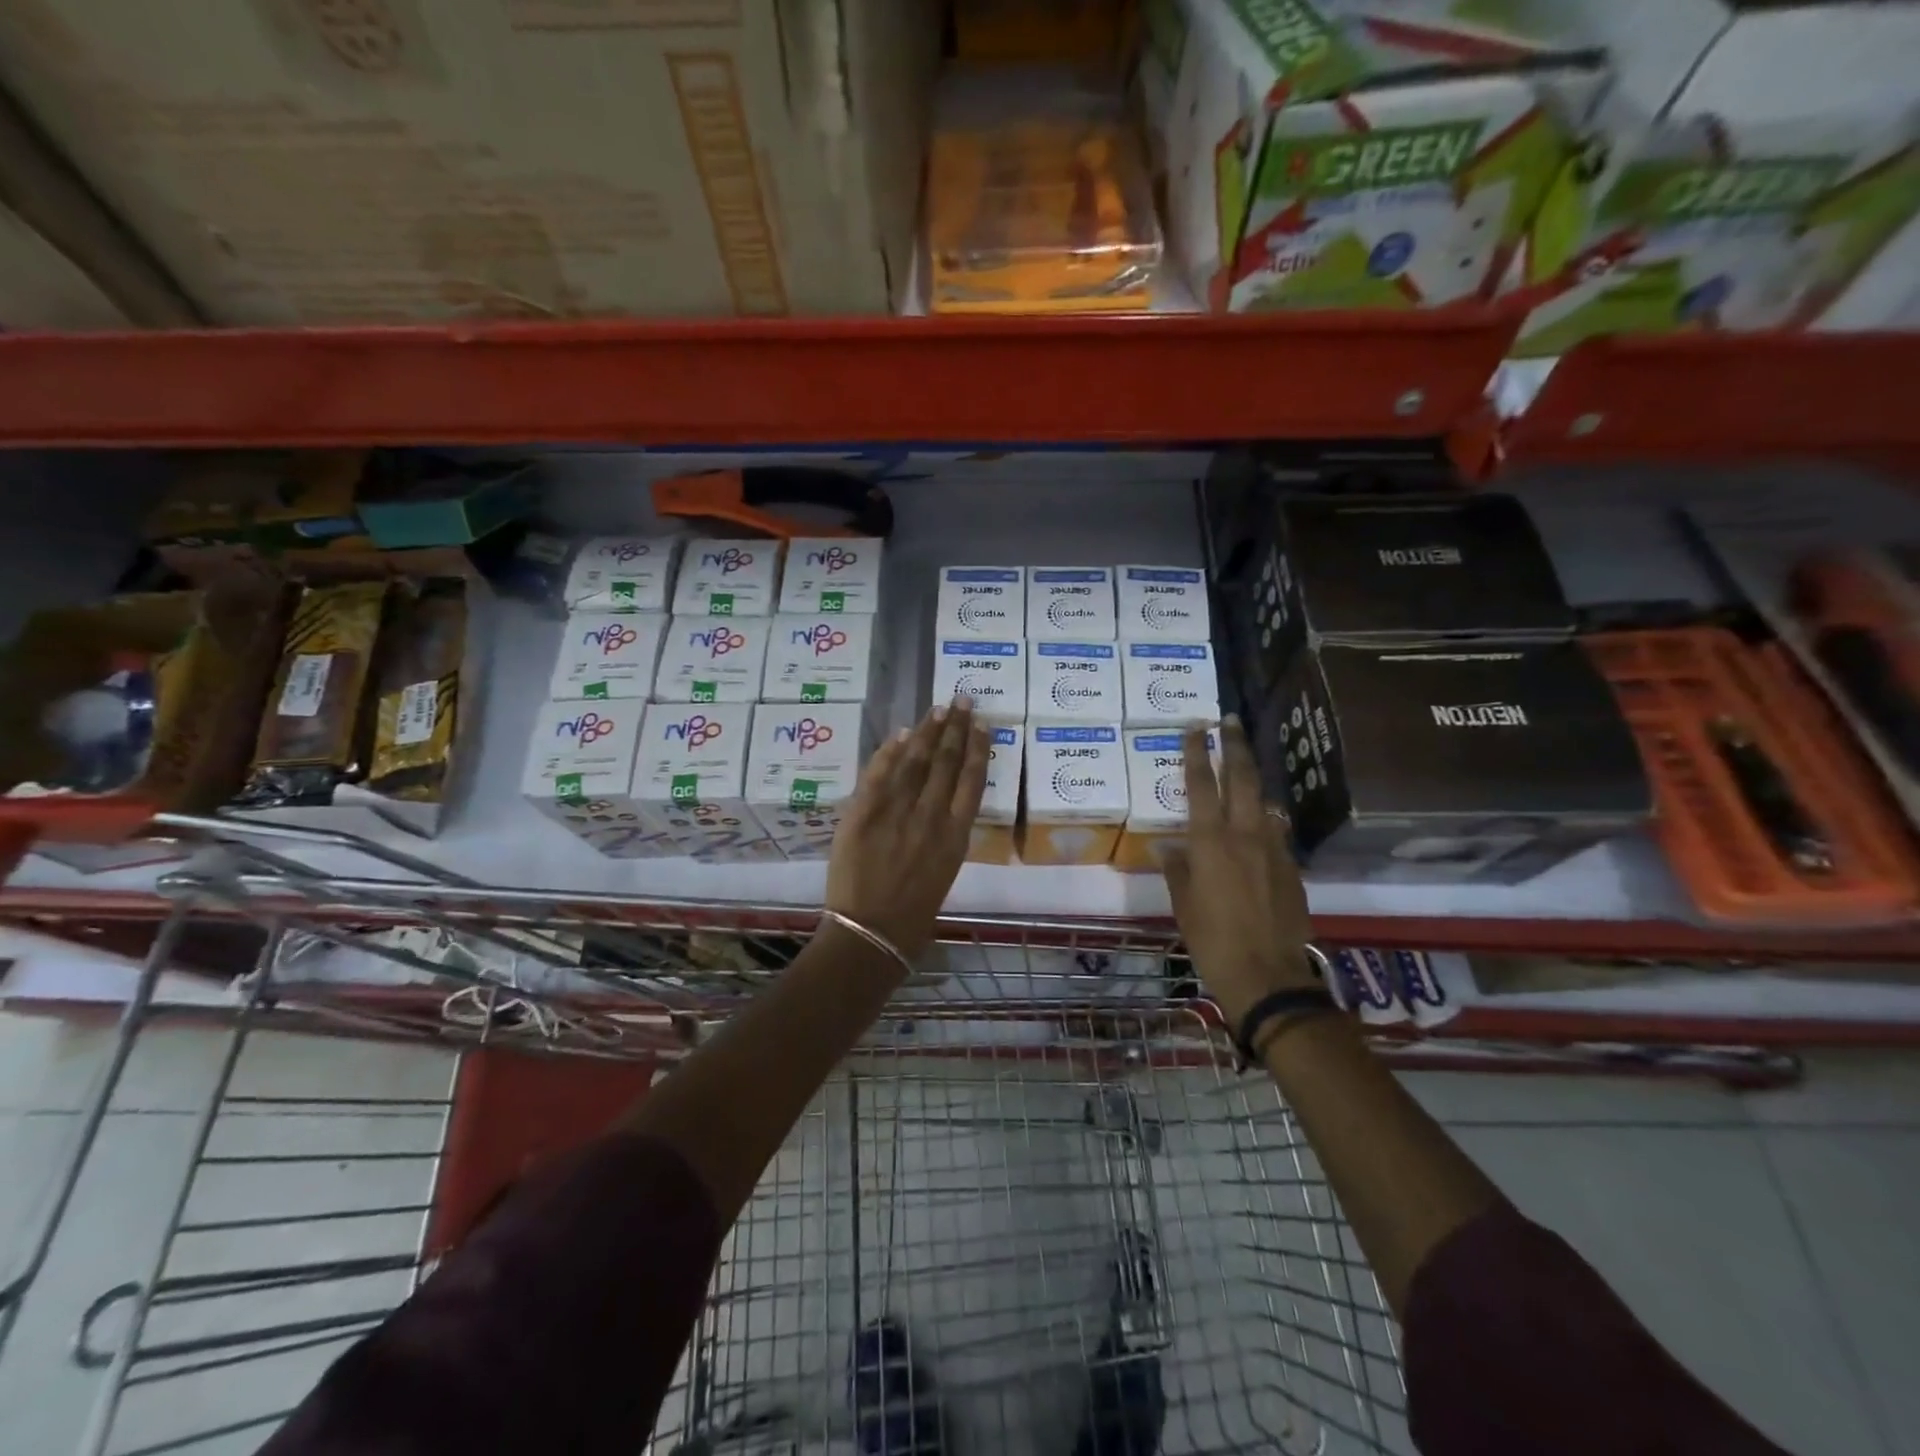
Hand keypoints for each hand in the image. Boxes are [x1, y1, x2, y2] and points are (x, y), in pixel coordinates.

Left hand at [826, 698, 989, 960]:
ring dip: (928, 731)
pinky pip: (878, 773)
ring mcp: (896, 813)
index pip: (972, 781)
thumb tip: (945, 802)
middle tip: (962, 700)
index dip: (977, 749)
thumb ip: (946, 835)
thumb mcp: (945, 872)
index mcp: (956, 836)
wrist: (870, 933)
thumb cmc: (914, 913)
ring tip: (938, 709)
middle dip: (955, 727)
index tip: (981, 725)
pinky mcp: (863, 813)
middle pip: (946, 762)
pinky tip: (901, 733)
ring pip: (916, 761)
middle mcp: (931, 817)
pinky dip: (890, 751)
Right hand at [1164, 718, 1316, 1027]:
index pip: (1200, 785)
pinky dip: (1264, 816)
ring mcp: (1273, 848)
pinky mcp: (1291, 866)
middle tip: (1229, 720)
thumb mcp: (1184, 905)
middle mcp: (1244, 835)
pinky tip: (1259, 820)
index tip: (1193, 727)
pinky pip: (1275, 830)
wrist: (1269, 976)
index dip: (1195, 753)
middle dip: (1234, 746)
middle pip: (1240, 778)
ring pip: (1263, 800)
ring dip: (1253, 778)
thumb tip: (1170, 848)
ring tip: (1243, 764)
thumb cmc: (1213, 941)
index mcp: (1210, 842)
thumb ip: (1178, 870)